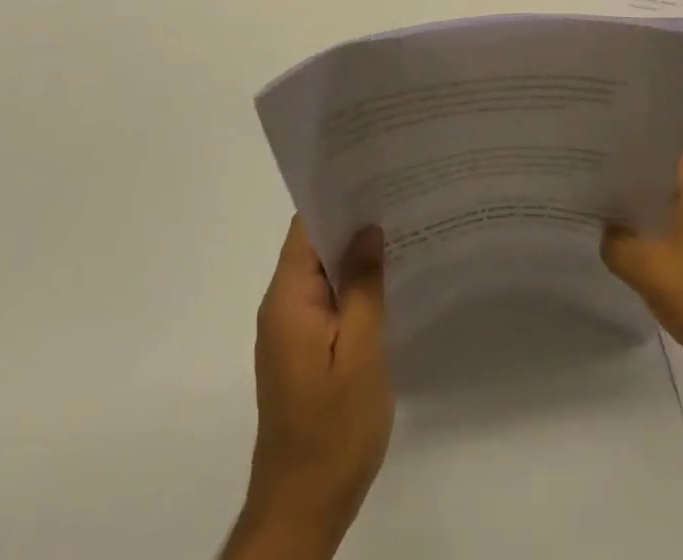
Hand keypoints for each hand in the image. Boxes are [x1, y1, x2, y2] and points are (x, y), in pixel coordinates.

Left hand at [225, 218, 392, 559]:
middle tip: (399, 196)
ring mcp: (290, 330)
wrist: (302, 509)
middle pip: (313, 244)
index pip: (306, 226)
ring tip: (401, 228)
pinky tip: (387, 281)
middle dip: (352, 220)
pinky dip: (352, 285)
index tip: (374, 174)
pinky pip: (326, 300)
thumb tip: (368, 229)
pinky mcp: (302, 351)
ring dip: (354, 253)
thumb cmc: (333, 429)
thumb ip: (363, 286)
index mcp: (288, 298)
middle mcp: (281, 306)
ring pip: (322, 272)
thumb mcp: (360, 352)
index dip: (337, 196)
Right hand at [602, 148, 682, 415]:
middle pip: (659, 175)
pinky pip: (680, 231)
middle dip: (624, 183)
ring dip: (639, 213)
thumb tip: (602, 227)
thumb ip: (615, 241)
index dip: (617, 151)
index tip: (585, 158)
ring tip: (598, 217)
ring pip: (669, 205)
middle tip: (583, 187)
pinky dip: (657, 237)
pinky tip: (629, 251)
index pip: (652, 146)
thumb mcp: (649, 268)